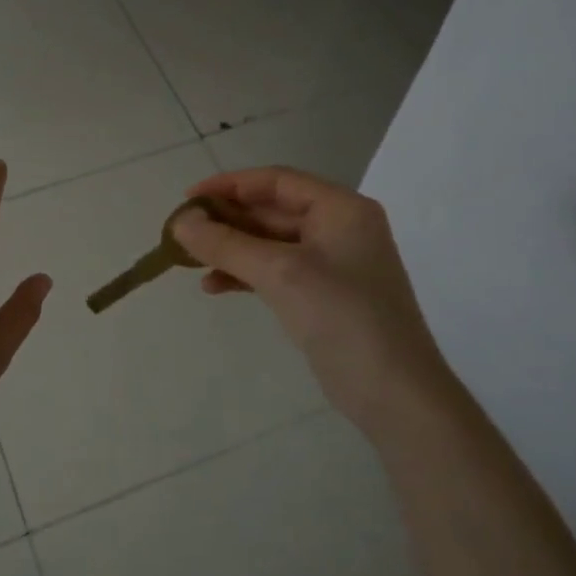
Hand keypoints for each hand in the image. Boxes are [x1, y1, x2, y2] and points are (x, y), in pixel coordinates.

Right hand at [170, 166, 447, 428]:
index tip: (188, 199)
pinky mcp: (324, 295)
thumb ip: (227, 244)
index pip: (277, 181)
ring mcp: (333, 263)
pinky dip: (246, 274)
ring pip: (270, 243)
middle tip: (183, 232)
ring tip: (190, 261)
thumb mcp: (280, 273)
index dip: (230, 185)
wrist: (395, 394)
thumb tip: (180, 222)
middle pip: (272, 210)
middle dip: (227, 221)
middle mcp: (340, 228)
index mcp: (341, 208)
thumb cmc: (343, 318)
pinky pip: (276, 271)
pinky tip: (214, 286)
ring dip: (231, 249)